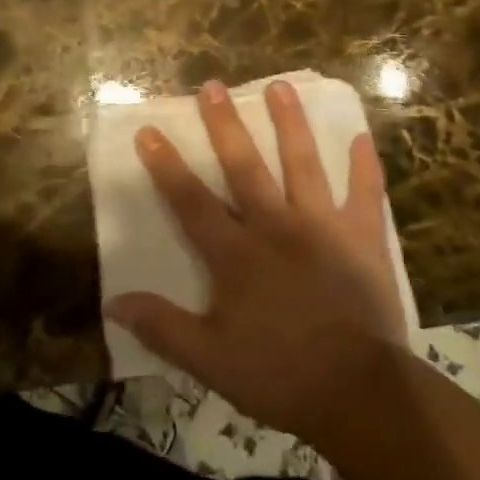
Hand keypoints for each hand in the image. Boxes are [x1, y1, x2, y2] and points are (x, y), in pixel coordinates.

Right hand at [104, 78, 409, 445]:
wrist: (359, 393)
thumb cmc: (279, 375)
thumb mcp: (210, 360)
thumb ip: (162, 327)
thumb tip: (113, 303)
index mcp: (236, 253)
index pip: (191, 200)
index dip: (166, 165)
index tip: (149, 130)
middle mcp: (276, 225)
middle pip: (245, 165)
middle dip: (225, 124)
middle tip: (213, 86)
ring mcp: (322, 226)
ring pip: (303, 163)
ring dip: (290, 123)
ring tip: (280, 86)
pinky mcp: (362, 237)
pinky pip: (365, 194)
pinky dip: (365, 166)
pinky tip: (363, 137)